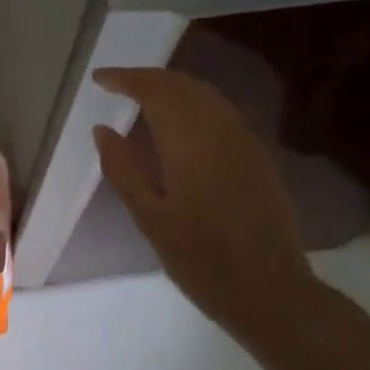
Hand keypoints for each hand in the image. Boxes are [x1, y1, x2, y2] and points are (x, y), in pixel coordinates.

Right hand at [92, 66, 316, 327]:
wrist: (270, 291)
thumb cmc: (201, 259)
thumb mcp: (150, 218)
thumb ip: (123, 169)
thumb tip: (102, 130)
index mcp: (191, 141)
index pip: (155, 90)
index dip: (126, 79)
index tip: (99, 79)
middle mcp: (221, 130)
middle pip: (183, 85)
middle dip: (148, 78)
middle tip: (117, 84)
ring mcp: (245, 141)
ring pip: (206, 94)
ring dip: (172, 87)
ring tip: (143, 97)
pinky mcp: (258, 156)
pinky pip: (221, 112)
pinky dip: (194, 103)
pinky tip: (180, 122)